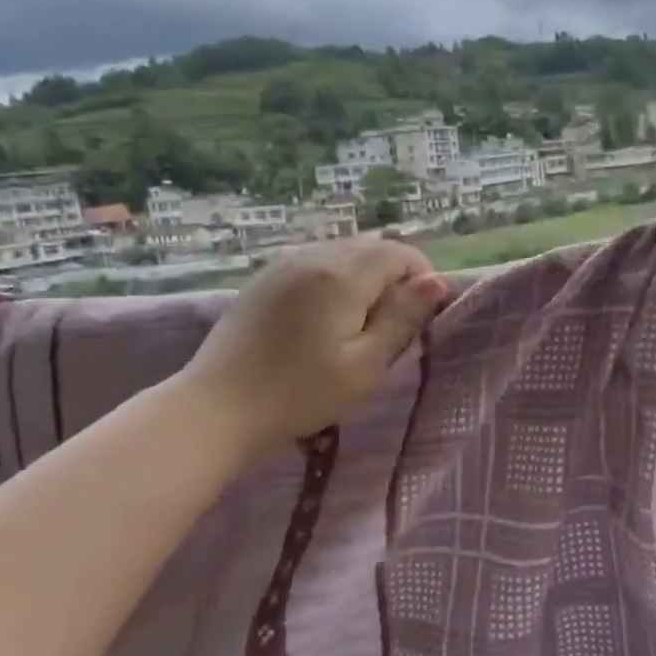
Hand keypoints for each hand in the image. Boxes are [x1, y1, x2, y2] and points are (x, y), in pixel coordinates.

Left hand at [175, 237, 450, 454]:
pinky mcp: (264, 279)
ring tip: (361, 323)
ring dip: (365, 277)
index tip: (422, 317)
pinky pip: (314, 263)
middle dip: (395, 277)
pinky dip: (335, 280)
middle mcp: (312, 256)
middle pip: (371, 247)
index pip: (400, 253)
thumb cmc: (301, 393)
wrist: (217, 409)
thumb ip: (403, 318)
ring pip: (342, 253)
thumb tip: (437, 281)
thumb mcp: (366, 364)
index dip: (422, 278)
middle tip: (394, 325)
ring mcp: (283, 264)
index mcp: (341, 275)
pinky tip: (326, 317)